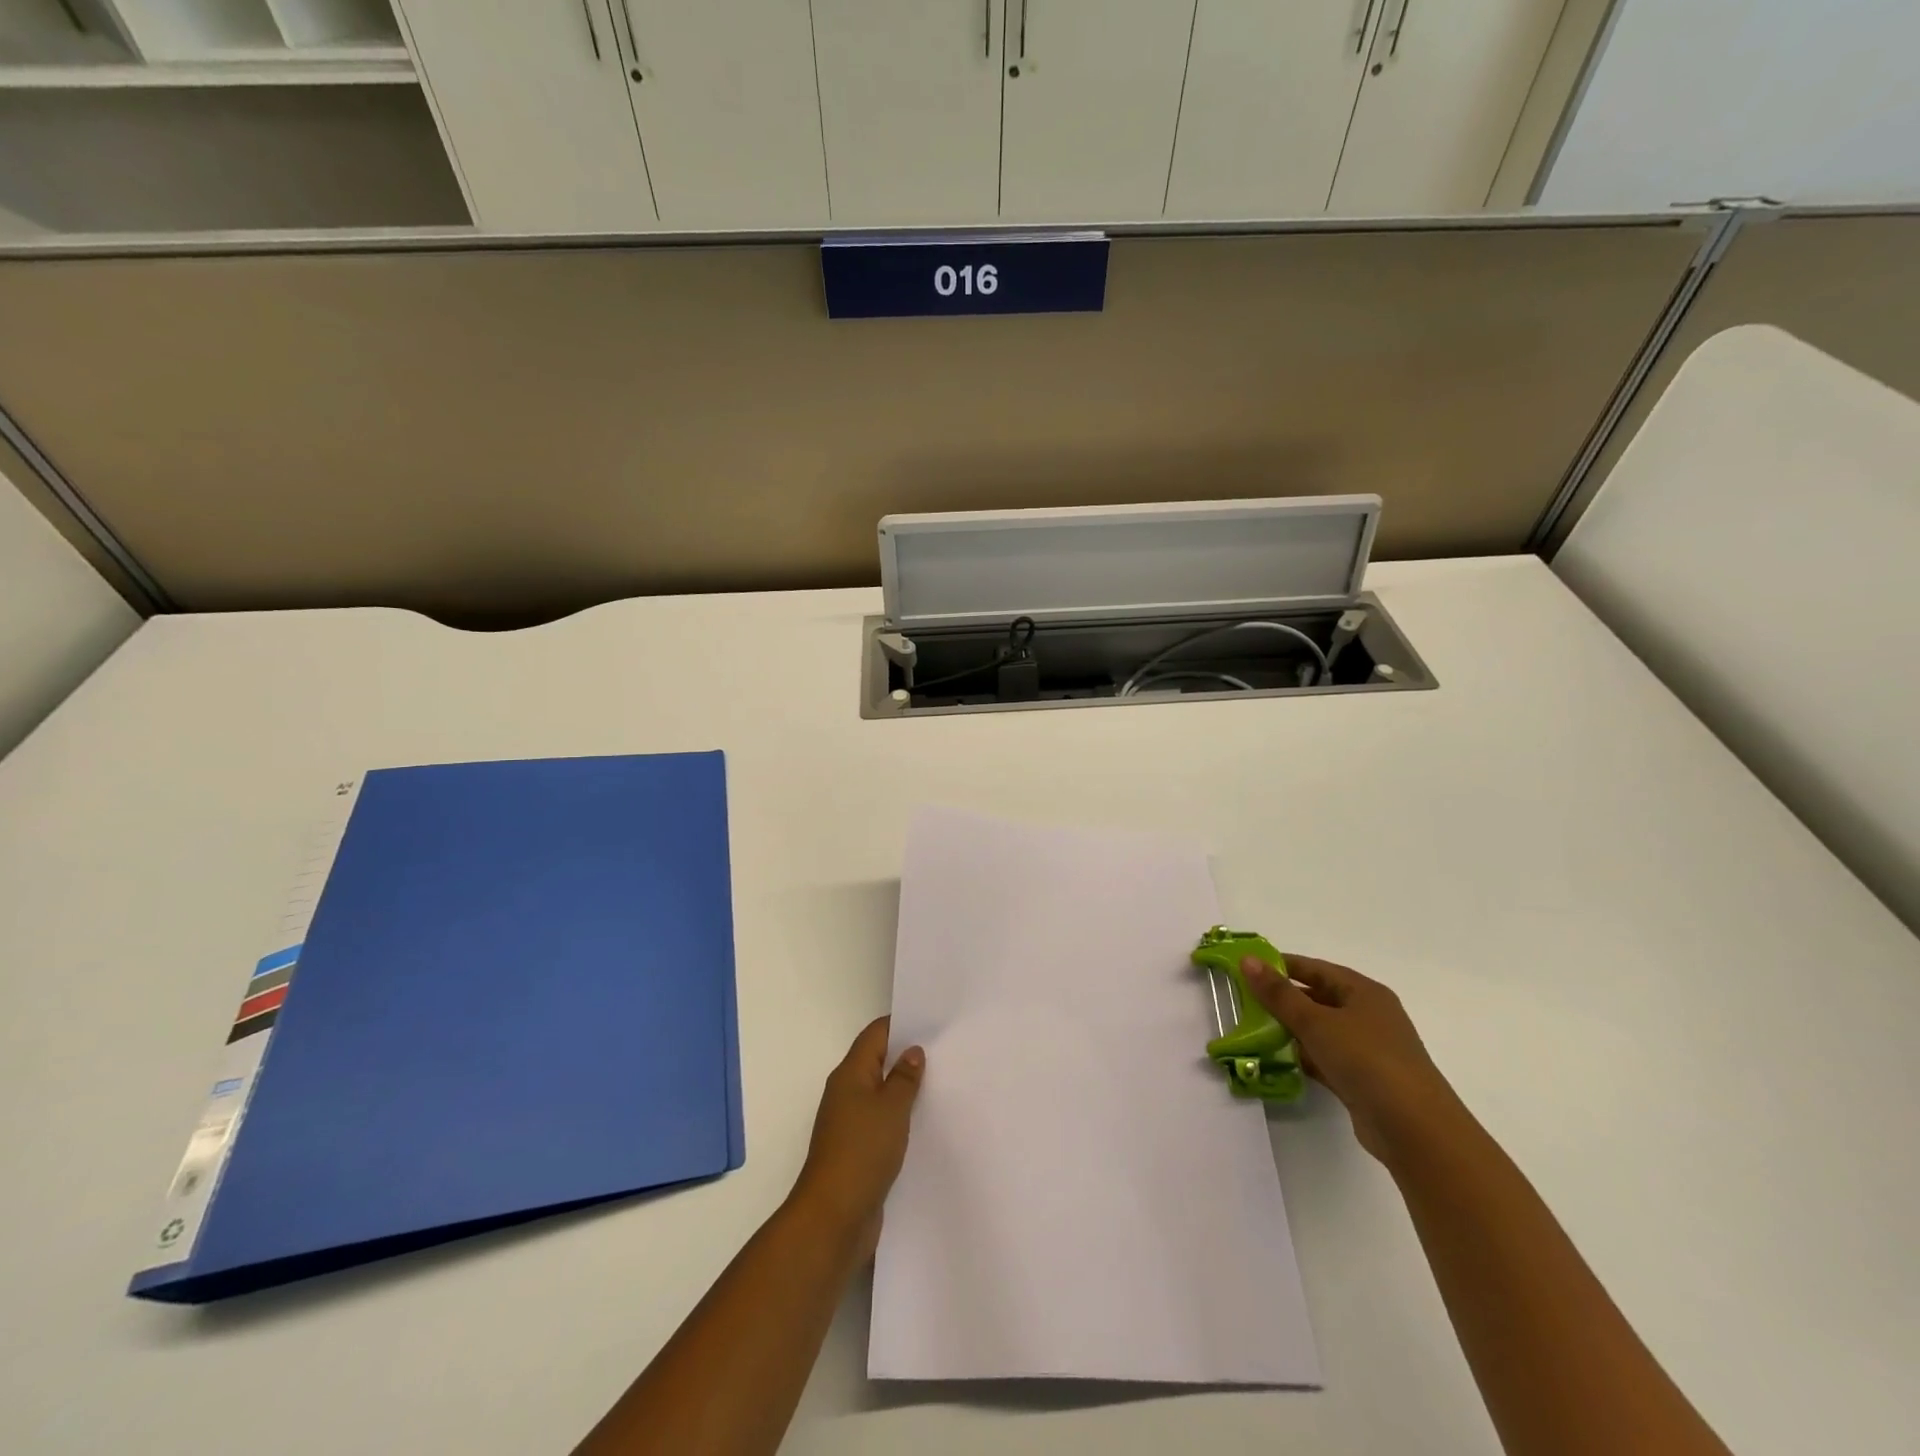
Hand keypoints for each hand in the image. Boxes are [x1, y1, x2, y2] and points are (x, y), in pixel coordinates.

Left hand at [791, 1017, 924, 1257]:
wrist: (833, 1218)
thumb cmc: (861, 1151)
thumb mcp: (891, 1109)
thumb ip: (904, 1078)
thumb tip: (912, 1051)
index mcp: (850, 1074)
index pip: (875, 1035)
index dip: (902, 1024)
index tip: (933, 1022)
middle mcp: (847, 1093)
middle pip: (878, 1062)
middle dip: (908, 1057)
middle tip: (946, 1051)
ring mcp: (851, 1124)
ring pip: (882, 1095)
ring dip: (907, 1090)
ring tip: (944, 1084)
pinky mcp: (858, 1151)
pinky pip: (883, 1123)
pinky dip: (902, 1119)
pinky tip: (927, 1124)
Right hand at [1243, 954, 1466, 1164]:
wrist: (1415, 1130)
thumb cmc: (1366, 1060)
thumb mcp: (1316, 1021)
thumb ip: (1278, 993)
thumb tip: (1247, 959)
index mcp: (1363, 992)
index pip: (1315, 968)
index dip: (1281, 965)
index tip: (1247, 968)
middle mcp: (1369, 1016)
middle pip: (1318, 998)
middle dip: (1283, 999)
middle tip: (1244, 1000)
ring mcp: (1368, 1050)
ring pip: (1321, 1030)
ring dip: (1292, 1030)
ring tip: (1253, 1029)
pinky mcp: (1364, 1080)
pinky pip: (1326, 1058)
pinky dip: (1305, 1057)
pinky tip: (1279, 1060)